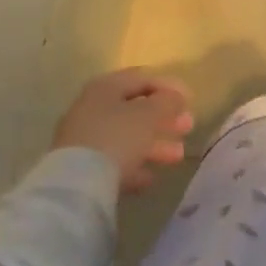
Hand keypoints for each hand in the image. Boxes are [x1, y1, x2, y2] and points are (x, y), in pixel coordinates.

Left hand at [54, 69, 194, 193]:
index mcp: (106, 87)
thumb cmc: (117, 137)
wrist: (76, 187)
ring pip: (127, 137)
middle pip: (135, 109)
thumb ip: (166, 102)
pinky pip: (114, 162)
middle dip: (164, 119)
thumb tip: (175, 97)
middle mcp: (92, 109)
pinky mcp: (81, 169)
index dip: (169, 87)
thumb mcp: (149, 114)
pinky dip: (134, 166)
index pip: (142, 78)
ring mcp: (84, 140)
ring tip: (178, 157)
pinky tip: (150, 178)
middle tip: (187, 127)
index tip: (190, 100)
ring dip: (154, 145)